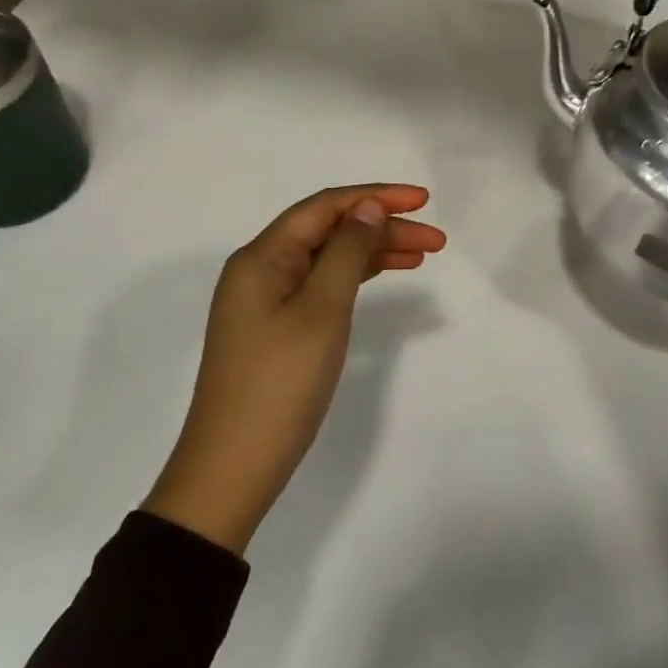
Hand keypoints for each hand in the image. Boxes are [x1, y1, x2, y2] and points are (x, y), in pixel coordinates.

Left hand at [144, 184, 445, 552]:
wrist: (231, 471)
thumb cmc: (280, 383)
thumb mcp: (322, 310)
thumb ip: (348, 251)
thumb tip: (368, 208)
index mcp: (263, 256)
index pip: (326, 206)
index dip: (376, 196)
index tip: (424, 200)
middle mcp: (261, 269)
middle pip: (330, 230)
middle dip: (383, 227)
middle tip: (436, 240)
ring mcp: (266, 300)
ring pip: (329, 257)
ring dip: (374, 251)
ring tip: (422, 255)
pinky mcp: (276, 327)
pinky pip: (322, 284)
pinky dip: (356, 277)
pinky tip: (384, 276)